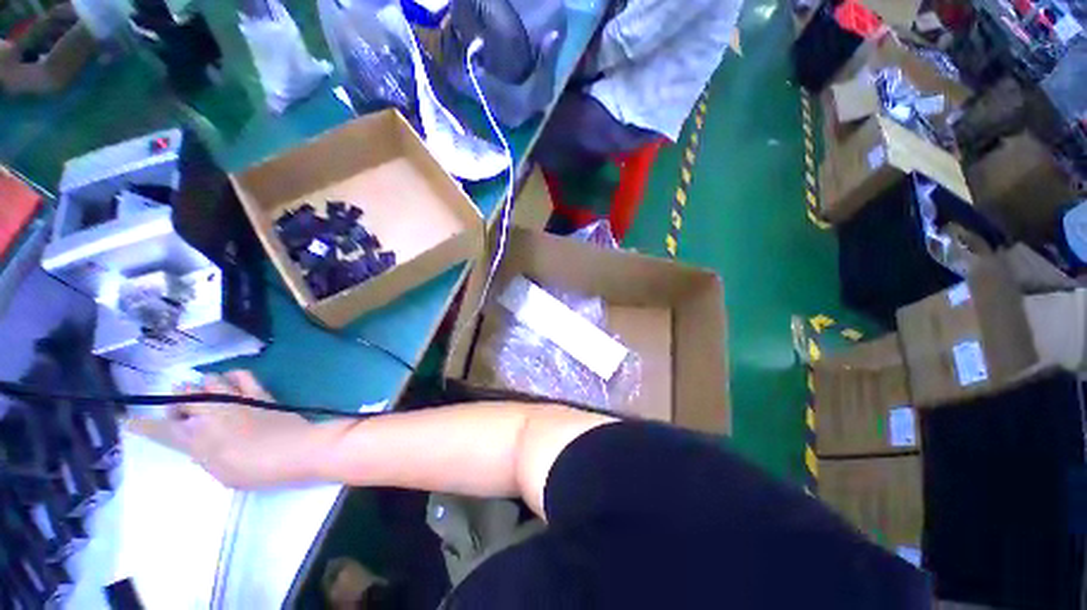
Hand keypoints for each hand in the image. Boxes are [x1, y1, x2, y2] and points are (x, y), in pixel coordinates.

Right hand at [128, 370, 330, 488]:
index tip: (129, 420)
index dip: (144, 425)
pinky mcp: (260, 393)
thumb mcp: (222, 474)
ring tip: (204, 397)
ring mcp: (237, 400)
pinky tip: (231, 381)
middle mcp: (212, 414)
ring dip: (201, 388)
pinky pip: (242, 376)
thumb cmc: (258, 471)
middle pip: (183, 398)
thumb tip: (198, 443)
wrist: (297, 450)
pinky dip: (232, 376)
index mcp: (198, 439)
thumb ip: (205, 456)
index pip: (163, 429)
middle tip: (182, 415)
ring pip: (208, 382)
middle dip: (176, 404)